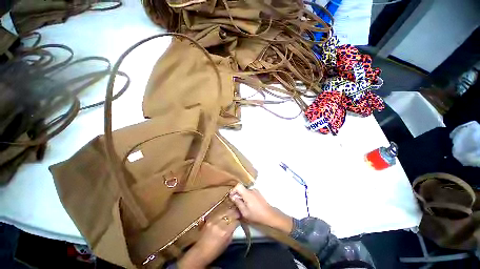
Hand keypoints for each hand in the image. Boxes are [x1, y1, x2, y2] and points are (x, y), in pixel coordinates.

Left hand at [177, 208, 239, 268]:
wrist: (200, 251)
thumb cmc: (216, 250)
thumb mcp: (228, 242)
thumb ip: (232, 230)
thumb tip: (236, 222)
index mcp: (225, 231)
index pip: (236, 219)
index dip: (240, 217)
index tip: (242, 216)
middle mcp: (219, 223)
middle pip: (230, 212)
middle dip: (236, 211)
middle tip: (239, 211)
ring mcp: (213, 219)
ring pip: (225, 209)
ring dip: (230, 209)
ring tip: (233, 209)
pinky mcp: (209, 218)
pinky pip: (219, 211)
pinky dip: (223, 211)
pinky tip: (225, 211)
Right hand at [230, 184, 292, 232]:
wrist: (269, 215)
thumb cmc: (256, 215)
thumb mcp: (244, 212)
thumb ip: (238, 203)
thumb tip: (233, 197)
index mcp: (247, 193)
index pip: (238, 185)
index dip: (233, 190)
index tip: (232, 197)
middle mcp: (251, 190)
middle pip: (241, 188)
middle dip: (237, 194)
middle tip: (236, 203)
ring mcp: (255, 191)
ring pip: (245, 191)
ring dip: (242, 196)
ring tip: (242, 205)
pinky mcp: (258, 193)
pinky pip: (249, 192)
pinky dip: (247, 196)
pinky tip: (248, 204)